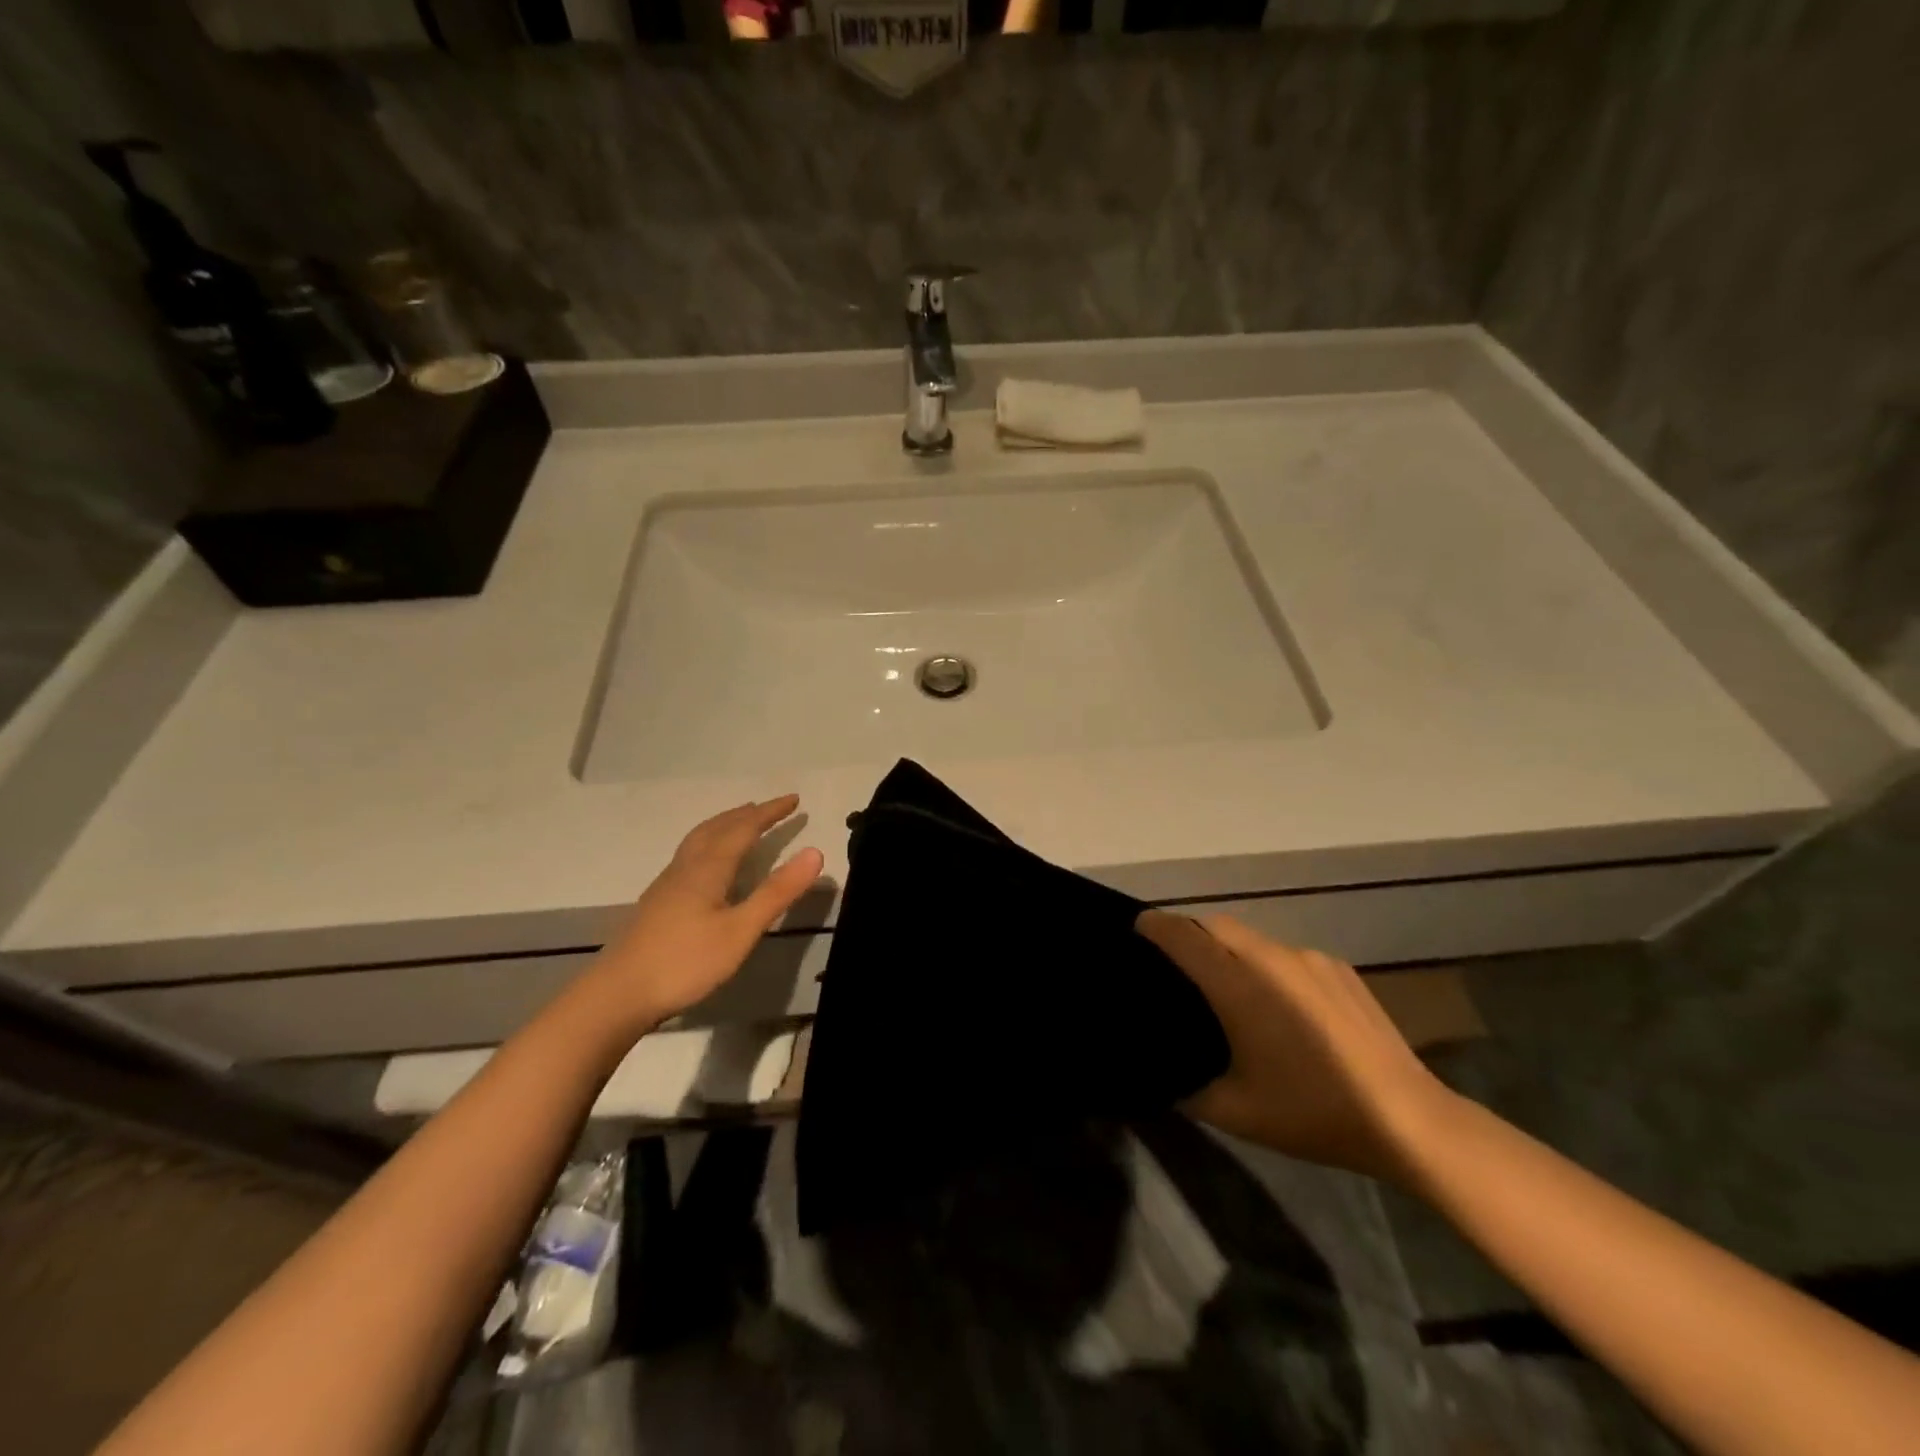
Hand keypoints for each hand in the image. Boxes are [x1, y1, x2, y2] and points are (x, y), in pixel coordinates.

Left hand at [584, 796, 824, 1029]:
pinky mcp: (658, 901)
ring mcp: (667, 883)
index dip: (770, 812)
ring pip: (699, 839)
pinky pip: (690, 854)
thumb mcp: (741, 930)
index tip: (795, 799)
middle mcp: (687, 867)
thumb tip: (815, 852)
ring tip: (741, 822)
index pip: (744, 828)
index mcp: (709, 868)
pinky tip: (709, 864)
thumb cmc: (685, 962)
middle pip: (718, 827)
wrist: (618, 994)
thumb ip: (777, 892)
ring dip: (725, 824)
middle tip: (771, 807)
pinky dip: (710, 842)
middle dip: (747, 814)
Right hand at [1138, 911, 1453, 1183]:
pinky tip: (1283, 1006)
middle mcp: (1270, 958)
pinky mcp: (1339, 969)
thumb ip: (1188, 1089)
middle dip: (1190, 932)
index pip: (1183, 936)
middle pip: (1216, 925)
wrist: (1408, 1118)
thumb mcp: (1236, 1112)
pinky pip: (1287, 955)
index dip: (1155, 926)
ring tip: (1230, 987)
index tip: (1137, 926)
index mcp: (1237, 985)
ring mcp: (1309, 959)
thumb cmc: (1312, 1112)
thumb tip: (1165, 1077)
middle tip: (1178, 961)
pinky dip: (1268, 966)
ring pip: (1253, 939)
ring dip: (1230, 949)